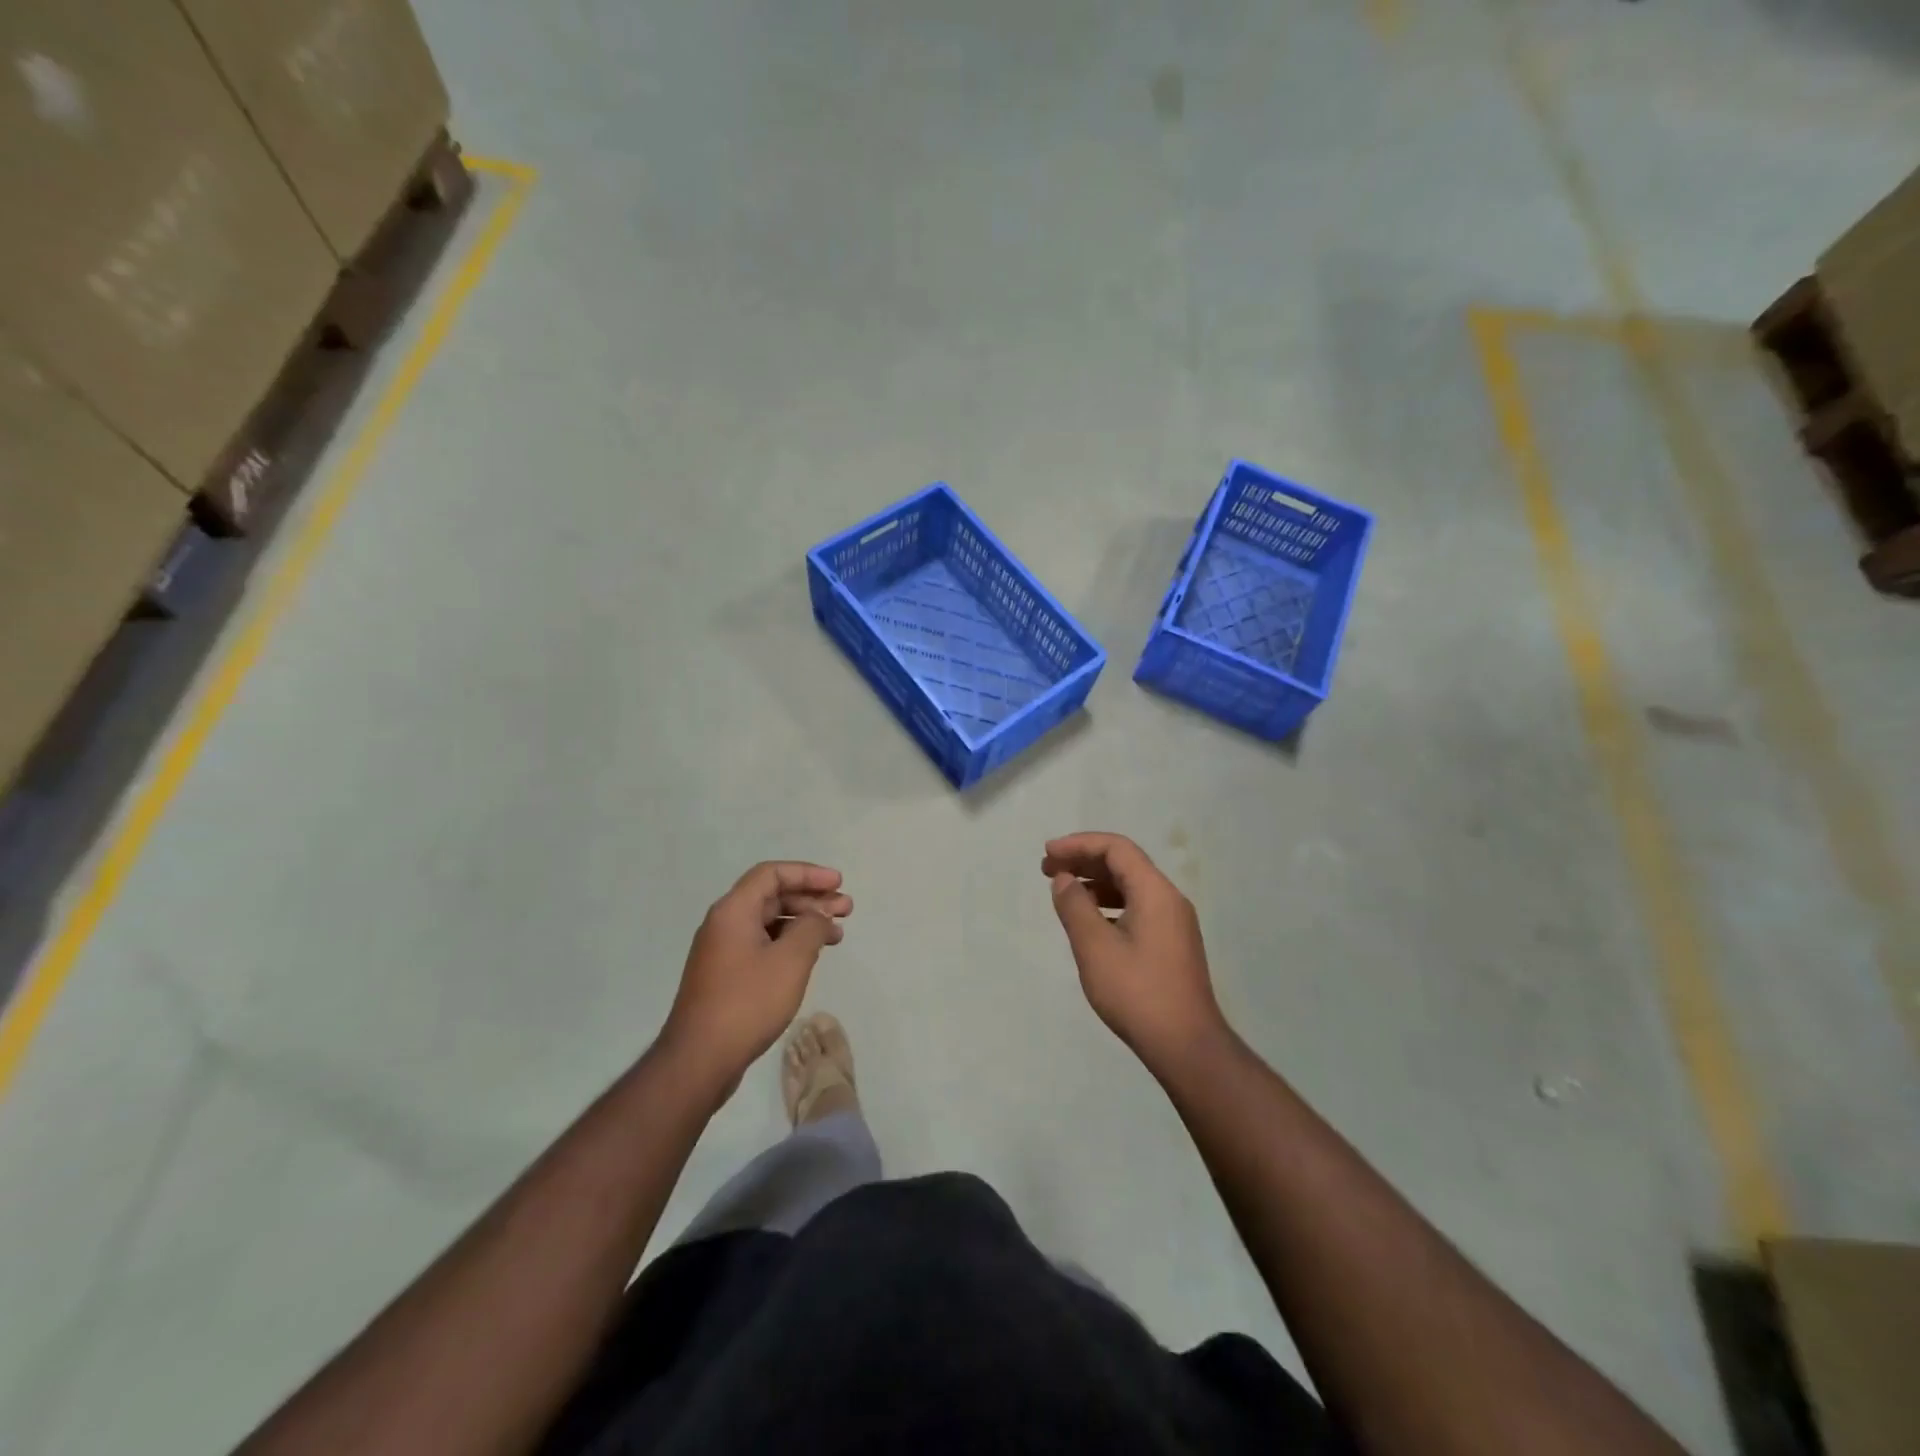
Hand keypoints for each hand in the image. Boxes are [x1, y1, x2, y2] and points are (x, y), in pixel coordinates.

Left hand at [660, 862, 851, 1092]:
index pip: (772, 874)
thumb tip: (819, 914)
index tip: (838, 883)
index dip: (808, 873)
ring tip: (837, 935)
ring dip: (804, 923)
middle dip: (811, 899)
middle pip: (772, 896)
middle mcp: (724, 924)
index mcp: (733, 911)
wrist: (699, 1060)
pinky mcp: (726, 976)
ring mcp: (723, 951)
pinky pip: (763, 945)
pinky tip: (810, 958)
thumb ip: (811, 927)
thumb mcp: (791, 960)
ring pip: (769, 922)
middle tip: (846, 910)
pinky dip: (789, 944)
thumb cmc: (747, 1002)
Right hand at [1043, 832, 1226, 1073]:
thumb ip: (1075, 906)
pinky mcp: (1172, 944)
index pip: (1116, 848)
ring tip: (1064, 892)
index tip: (1048, 853)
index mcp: (1155, 892)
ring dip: (1096, 883)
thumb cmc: (1137, 992)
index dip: (1079, 844)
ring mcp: (1174, 922)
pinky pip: (1137, 907)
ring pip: (1131, 887)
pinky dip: (1109, 904)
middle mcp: (1169, 899)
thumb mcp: (1095, 947)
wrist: (1186, 1045)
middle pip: (1124, 864)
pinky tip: (1089, 920)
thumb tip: (1063, 879)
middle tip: (1047, 868)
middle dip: (1085, 861)